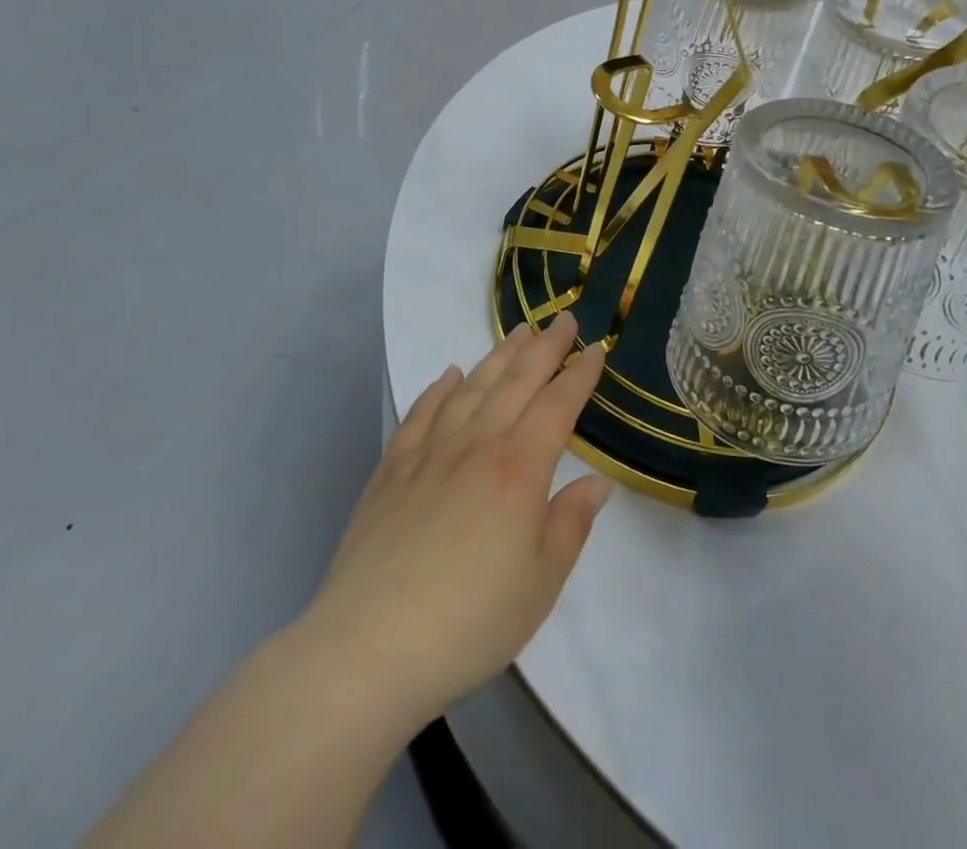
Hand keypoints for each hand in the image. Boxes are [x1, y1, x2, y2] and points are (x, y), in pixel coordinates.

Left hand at [300, 314, 611, 729]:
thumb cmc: (471, 621)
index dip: (580, 374)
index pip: (557, 405)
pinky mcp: (391, 471)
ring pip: (470, 388)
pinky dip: (438, 389)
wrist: (370, 647)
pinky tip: (449, 375)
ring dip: (497, 356)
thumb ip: (570, 524)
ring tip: (517, 332)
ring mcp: (428, 453)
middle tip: (563, 319)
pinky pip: (420, 414)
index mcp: (518, 469)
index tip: (595, 347)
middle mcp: (476, 445)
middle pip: (516, 382)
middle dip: (544, 347)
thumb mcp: (541, 583)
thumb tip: (597, 481)